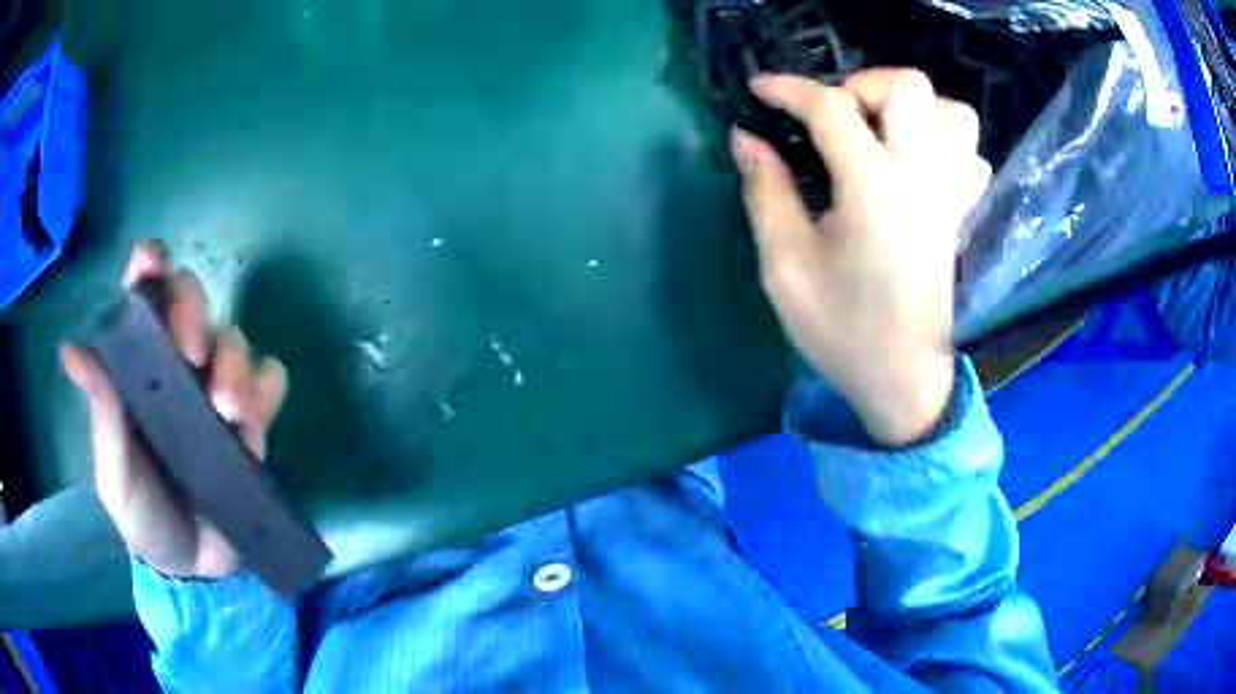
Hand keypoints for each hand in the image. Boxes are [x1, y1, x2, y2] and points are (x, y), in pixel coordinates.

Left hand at [61, 240, 288, 578]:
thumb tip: (72, 350)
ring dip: (234, 361)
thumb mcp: (115, 478)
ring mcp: (215, 390)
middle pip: (193, 298)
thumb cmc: (144, 518)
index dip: (149, 265)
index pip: (142, 295)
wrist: (197, 569)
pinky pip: (271, 379)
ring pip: (234, 337)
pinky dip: (266, 388)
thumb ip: (103, 418)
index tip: (153, 262)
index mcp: (137, 367)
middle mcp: (176, 365)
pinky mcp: (251, 419)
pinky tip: (252, 422)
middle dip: (194, 311)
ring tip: (227, 412)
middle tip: (192, 353)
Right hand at [732, 69, 990, 445]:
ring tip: (880, 133)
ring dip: (912, 108)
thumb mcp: (785, 267)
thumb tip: (747, 139)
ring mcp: (949, 193)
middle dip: (863, 86)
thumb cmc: (842, 330)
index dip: (790, 89)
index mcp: (874, 188)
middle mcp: (922, 177)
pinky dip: (943, 142)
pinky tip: (915, 163)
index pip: (832, 109)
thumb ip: (766, 193)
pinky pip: (969, 154)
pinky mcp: (960, 212)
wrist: (904, 378)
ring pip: (953, 113)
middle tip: (834, 120)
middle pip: (910, 87)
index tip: (760, 90)